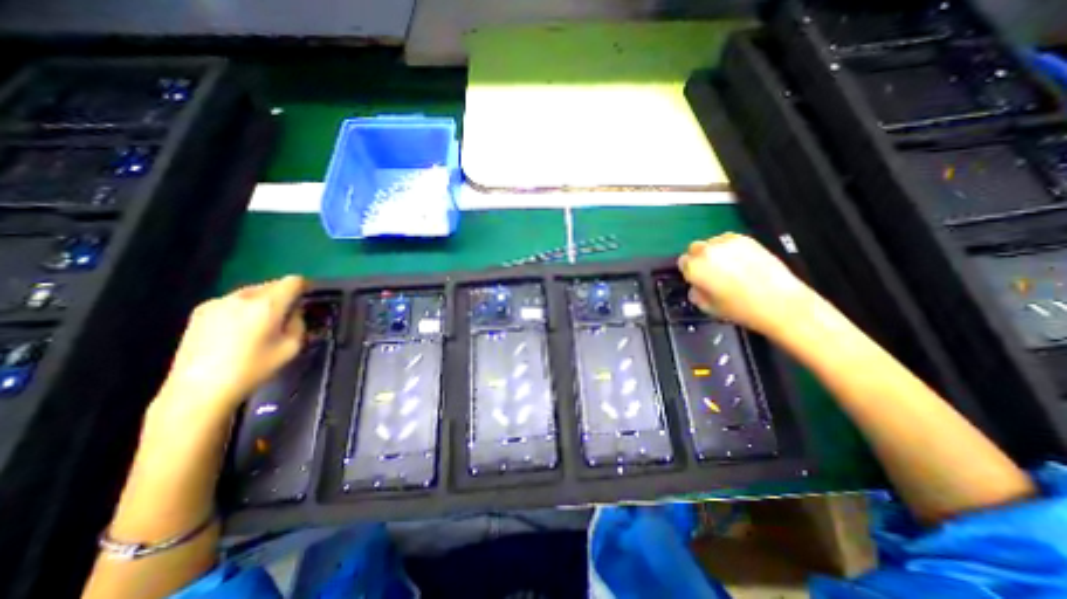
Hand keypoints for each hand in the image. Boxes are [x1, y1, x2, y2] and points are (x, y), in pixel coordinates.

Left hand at [148, 277, 303, 426]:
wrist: (199, 389)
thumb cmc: (253, 368)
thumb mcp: (292, 347)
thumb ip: (299, 323)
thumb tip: (295, 312)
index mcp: (268, 304)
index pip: (293, 281)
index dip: (305, 287)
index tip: (308, 299)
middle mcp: (243, 296)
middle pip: (273, 284)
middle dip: (284, 295)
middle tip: (288, 315)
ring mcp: (218, 302)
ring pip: (252, 292)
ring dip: (264, 301)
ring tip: (263, 323)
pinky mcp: (200, 311)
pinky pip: (233, 301)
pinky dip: (244, 308)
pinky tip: (239, 330)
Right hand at [680, 232, 814, 337]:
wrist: (780, 303)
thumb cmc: (740, 309)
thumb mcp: (707, 307)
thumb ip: (695, 293)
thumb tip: (696, 286)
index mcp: (694, 268)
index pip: (682, 263)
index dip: (689, 272)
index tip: (698, 280)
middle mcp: (707, 251)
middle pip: (694, 249)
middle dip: (699, 259)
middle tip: (711, 273)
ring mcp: (727, 243)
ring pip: (712, 243)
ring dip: (714, 252)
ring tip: (728, 267)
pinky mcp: (746, 239)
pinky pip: (729, 240)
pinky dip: (730, 249)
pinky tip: (740, 262)